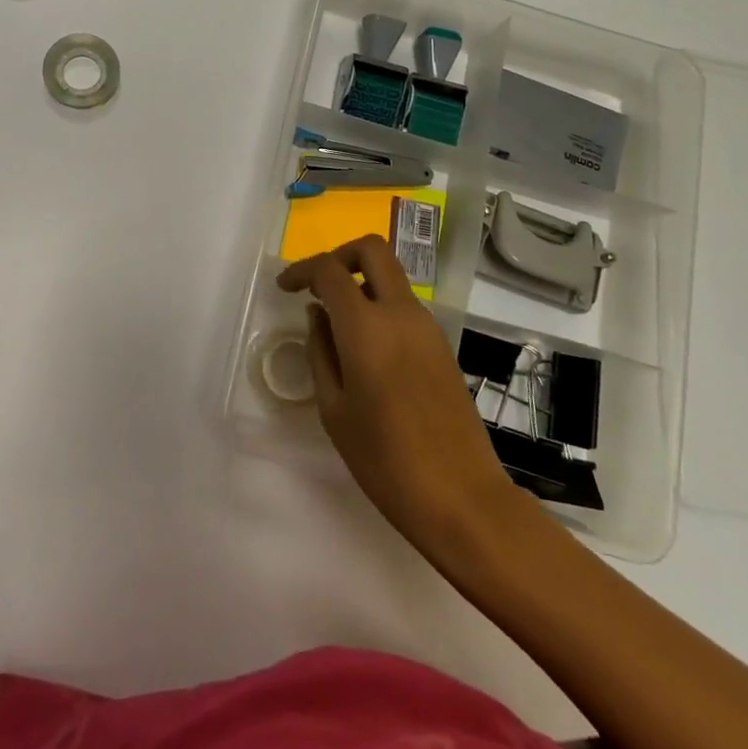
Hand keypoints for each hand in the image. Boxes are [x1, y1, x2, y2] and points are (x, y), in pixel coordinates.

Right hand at [278, 236, 519, 562]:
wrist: (462, 498)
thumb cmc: (385, 460)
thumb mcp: (334, 409)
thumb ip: (321, 352)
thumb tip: (318, 314)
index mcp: (367, 327)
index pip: (330, 270)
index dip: (302, 270)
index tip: (285, 288)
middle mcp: (401, 314)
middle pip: (372, 250)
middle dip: (339, 255)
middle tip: (318, 286)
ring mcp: (427, 328)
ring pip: (391, 277)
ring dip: (361, 283)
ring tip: (336, 325)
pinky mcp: (442, 346)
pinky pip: (404, 306)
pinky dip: (379, 307)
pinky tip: (364, 348)